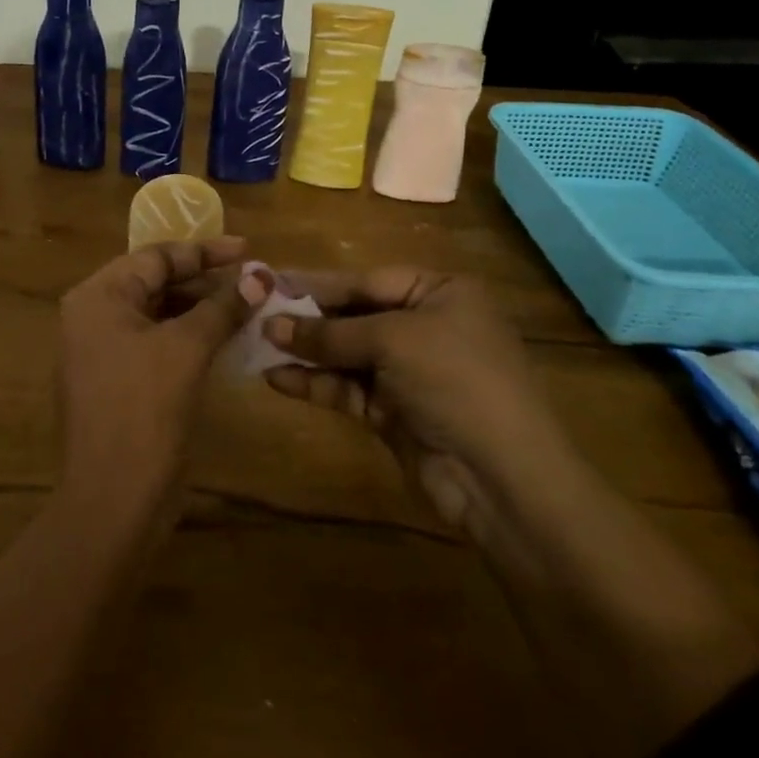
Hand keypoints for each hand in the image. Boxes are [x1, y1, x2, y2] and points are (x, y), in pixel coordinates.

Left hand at [56, 237, 262, 514]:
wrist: (114, 498)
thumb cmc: (144, 410)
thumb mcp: (187, 349)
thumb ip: (222, 307)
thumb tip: (260, 276)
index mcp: (98, 297)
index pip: (155, 257)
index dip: (204, 251)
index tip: (248, 250)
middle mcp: (94, 317)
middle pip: (156, 283)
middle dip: (206, 282)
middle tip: (254, 281)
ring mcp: (103, 352)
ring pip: (160, 315)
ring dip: (203, 310)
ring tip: (250, 307)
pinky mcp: (119, 382)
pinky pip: (158, 344)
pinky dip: (191, 338)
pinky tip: (227, 339)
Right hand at [262, 269, 583, 537]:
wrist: (502, 477)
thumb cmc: (455, 380)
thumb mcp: (392, 341)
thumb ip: (330, 332)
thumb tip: (273, 325)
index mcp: (440, 293)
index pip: (368, 280)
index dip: (318, 284)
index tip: (271, 282)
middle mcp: (426, 326)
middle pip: (355, 315)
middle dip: (308, 319)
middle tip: (256, 314)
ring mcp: (410, 372)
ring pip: (347, 354)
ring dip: (306, 352)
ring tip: (258, 346)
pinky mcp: (394, 411)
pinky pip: (347, 388)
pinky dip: (315, 383)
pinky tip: (277, 378)